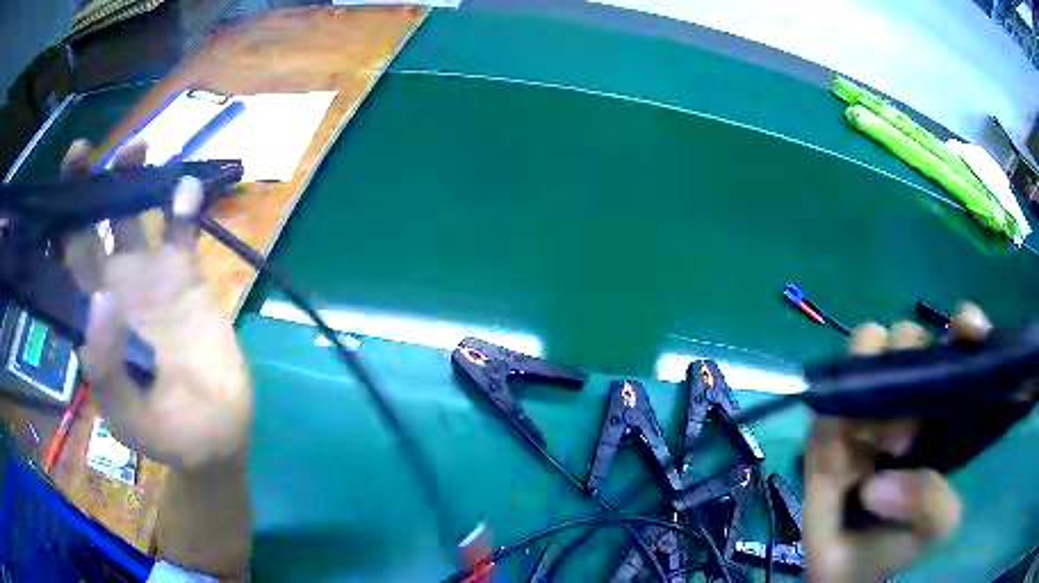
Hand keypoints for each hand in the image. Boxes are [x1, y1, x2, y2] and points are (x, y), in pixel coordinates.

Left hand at [62, 139, 252, 470]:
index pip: (65, 261)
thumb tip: (99, 301)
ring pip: (134, 214)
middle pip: (93, 225)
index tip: (57, 190)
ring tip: (138, 149)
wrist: (217, 436)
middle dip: (87, 185)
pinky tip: (188, 190)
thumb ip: (107, 368)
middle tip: (86, 151)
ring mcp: (150, 277)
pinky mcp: (186, 277)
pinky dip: (184, 207)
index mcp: (91, 317)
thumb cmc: (167, 434)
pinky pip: (182, 233)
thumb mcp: (131, 417)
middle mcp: (113, 286)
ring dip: (132, 180)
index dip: (57, 220)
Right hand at [802, 304, 989, 581]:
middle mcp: (911, 398)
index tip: (965, 329)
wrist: (845, 570)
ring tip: (869, 435)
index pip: (960, 349)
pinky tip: (842, 441)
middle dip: (910, 365)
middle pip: (911, 337)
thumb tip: (881, 481)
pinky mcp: (829, 425)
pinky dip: (836, 409)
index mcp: (945, 411)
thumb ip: (934, 505)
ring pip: (870, 344)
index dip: (965, 326)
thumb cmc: (900, 544)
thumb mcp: (934, 530)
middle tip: (903, 439)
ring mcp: (869, 407)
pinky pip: (830, 394)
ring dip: (871, 373)